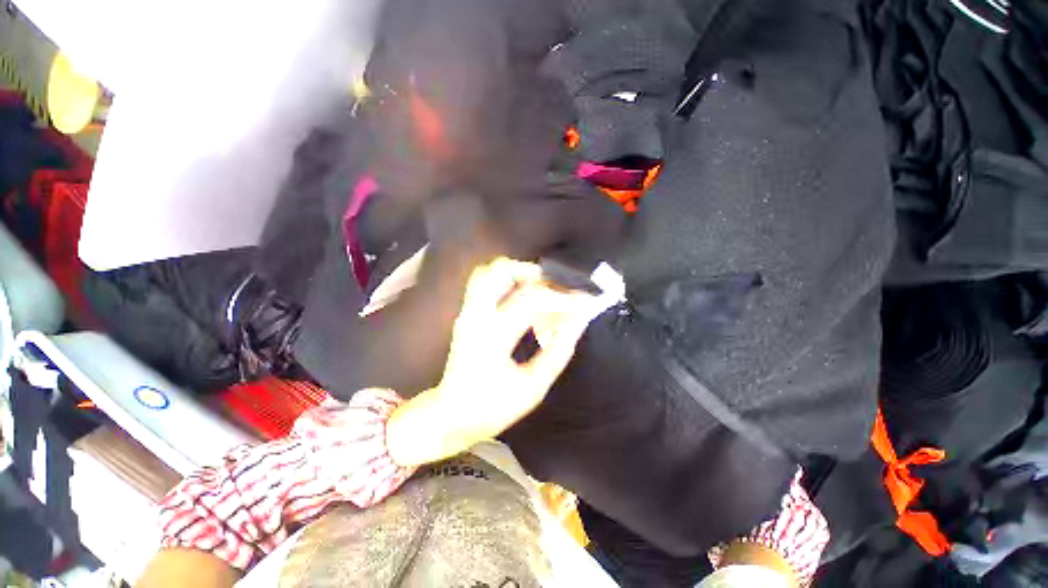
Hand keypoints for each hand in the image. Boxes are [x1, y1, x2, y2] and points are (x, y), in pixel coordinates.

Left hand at [386, 257, 603, 466]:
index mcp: (492, 336)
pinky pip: (485, 283)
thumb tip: (578, 320)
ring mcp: (467, 312)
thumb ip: (559, 351)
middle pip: (500, 270)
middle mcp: (475, 316)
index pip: (531, 299)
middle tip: (559, 291)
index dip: (562, 297)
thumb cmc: (493, 407)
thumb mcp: (533, 386)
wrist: (452, 415)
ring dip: (519, 274)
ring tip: (542, 292)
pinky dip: (508, 282)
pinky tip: (525, 301)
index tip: (585, 300)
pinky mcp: (467, 314)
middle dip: (536, 274)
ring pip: (488, 271)